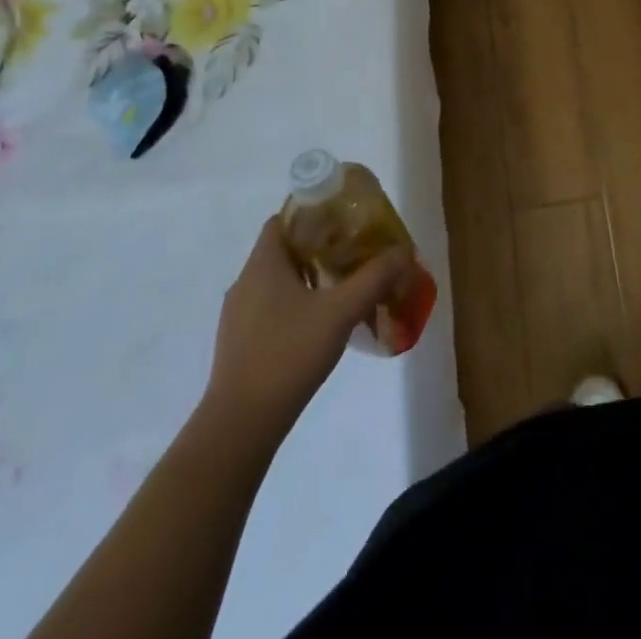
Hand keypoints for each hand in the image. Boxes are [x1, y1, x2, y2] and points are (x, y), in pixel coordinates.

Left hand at [199, 217, 409, 436]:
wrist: (240, 426)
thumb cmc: (288, 354)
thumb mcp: (341, 311)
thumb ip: (374, 278)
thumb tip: (402, 251)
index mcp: (263, 264)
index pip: (282, 220)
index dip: (312, 214)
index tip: (343, 222)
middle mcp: (245, 282)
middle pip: (283, 250)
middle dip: (318, 248)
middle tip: (352, 254)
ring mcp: (237, 316)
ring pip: (277, 282)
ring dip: (308, 279)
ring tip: (343, 288)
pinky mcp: (239, 344)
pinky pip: (270, 309)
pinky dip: (295, 306)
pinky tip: (320, 326)